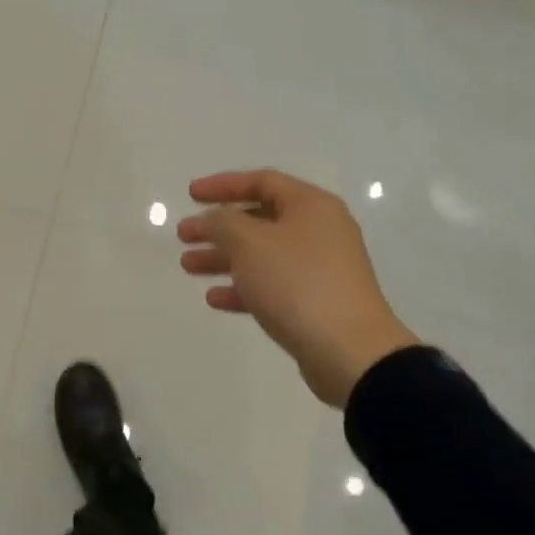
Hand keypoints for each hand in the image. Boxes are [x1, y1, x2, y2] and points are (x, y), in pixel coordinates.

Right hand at [178, 168, 417, 407]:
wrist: (350, 353)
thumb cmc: (298, 283)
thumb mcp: (250, 243)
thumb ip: (223, 222)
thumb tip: (214, 218)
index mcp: (311, 206)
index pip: (261, 181)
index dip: (223, 185)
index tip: (190, 196)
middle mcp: (319, 231)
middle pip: (259, 219)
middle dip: (218, 226)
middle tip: (184, 235)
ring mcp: (320, 269)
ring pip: (262, 254)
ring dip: (224, 257)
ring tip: (188, 266)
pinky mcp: (316, 303)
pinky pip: (272, 285)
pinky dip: (243, 287)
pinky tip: (214, 298)